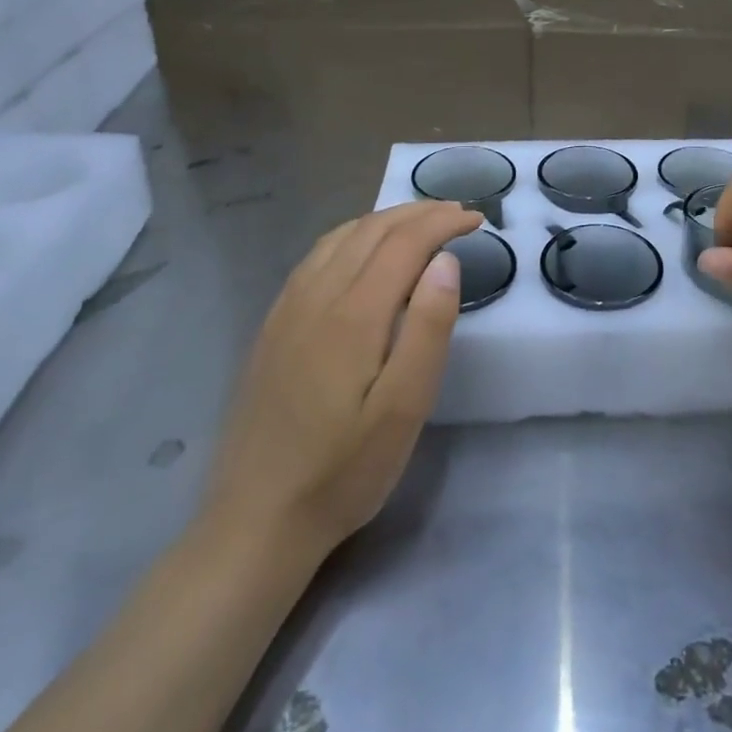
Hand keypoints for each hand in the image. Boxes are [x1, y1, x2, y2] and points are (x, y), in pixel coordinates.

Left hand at [198, 200, 479, 561]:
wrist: (255, 520)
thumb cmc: (344, 470)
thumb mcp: (404, 409)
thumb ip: (429, 328)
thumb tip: (446, 260)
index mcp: (354, 314)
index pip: (404, 242)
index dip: (443, 222)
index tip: (476, 219)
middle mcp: (317, 296)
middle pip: (372, 229)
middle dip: (418, 212)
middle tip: (457, 214)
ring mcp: (288, 308)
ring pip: (340, 236)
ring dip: (385, 219)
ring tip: (419, 223)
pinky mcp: (273, 325)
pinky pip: (316, 256)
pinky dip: (351, 235)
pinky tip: (361, 251)